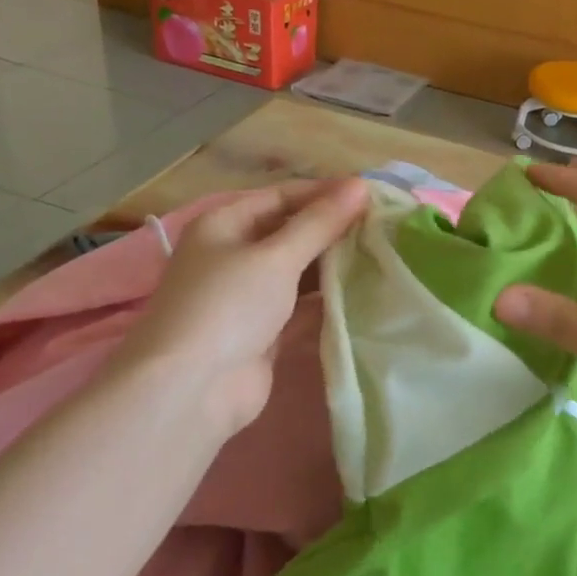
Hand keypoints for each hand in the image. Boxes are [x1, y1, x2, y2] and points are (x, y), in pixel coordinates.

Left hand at [118, 178, 368, 440]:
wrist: (192, 390)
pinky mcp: (263, 333)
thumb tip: (360, 185)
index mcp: (224, 225)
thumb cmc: (227, 306)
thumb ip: (320, 223)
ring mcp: (247, 297)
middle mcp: (233, 255)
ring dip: (333, 265)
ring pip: (298, 271)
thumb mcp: (276, 257)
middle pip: (290, 233)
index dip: (325, 194)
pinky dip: (327, 301)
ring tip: (382, 255)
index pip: (282, 197)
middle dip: (332, 230)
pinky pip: (301, 307)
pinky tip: (364, 294)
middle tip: (384, 226)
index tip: (372, 195)